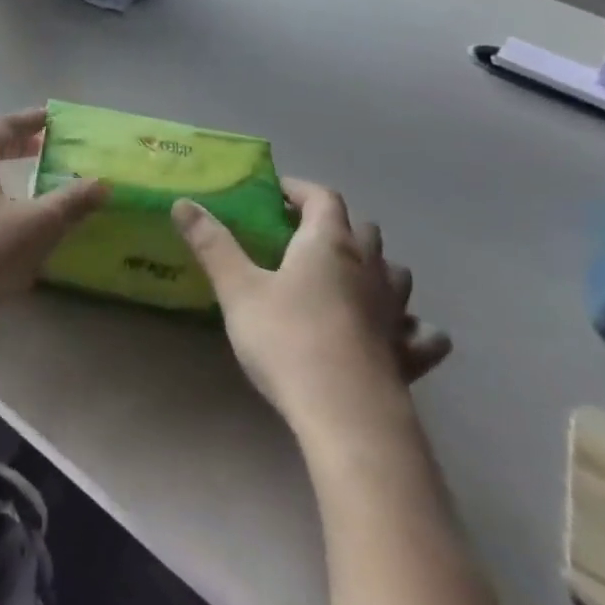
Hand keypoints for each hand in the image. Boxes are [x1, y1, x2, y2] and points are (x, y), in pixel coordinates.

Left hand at [0, 109, 107, 337]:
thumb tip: (103, 182)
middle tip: (47, 149)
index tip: (53, 119)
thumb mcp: (35, 227)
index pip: (4, 125)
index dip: (30, 121)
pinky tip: (5, 219)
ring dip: (3, 171)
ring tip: (31, 183)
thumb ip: (70, 202)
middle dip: (17, 145)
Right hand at [171, 179, 449, 445]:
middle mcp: (369, 267)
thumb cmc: (288, 340)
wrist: (346, 414)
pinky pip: (420, 331)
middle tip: (302, 238)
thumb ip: (212, 244)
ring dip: (375, 267)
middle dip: (336, 225)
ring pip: (396, 273)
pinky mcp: (409, 354)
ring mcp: (395, 311)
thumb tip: (183, 202)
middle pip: (363, 229)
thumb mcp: (238, 289)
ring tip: (347, 278)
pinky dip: (410, 325)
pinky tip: (396, 334)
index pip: (322, 198)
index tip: (277, 193)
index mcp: (328, 243)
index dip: (300, 190)